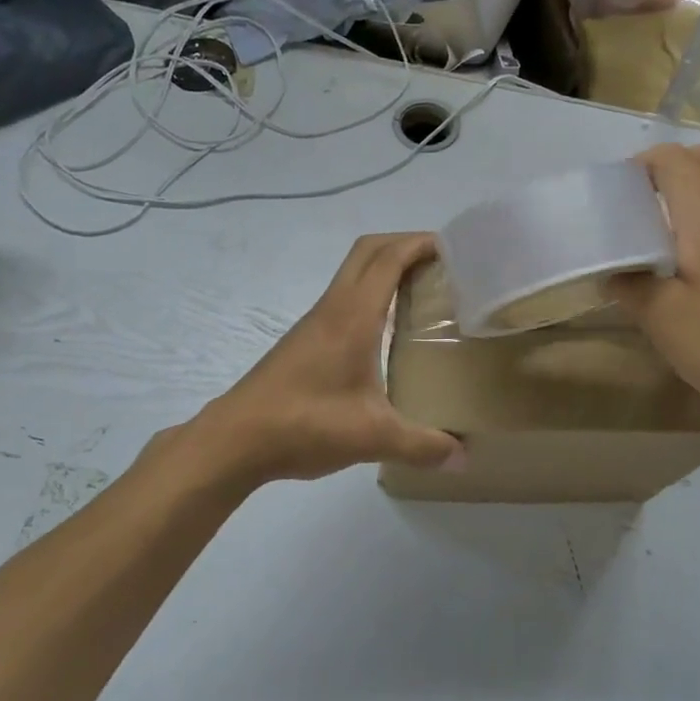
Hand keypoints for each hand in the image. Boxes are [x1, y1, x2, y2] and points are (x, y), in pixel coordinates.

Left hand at [199, 233, 463, 485]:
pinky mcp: (304, 341)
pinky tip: (386, 331)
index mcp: (353, 316)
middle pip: (368, 252)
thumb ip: (422, 445)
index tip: (454, 247)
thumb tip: (463, 457)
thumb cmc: (306, 424)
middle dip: (404, 245)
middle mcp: (333, 308)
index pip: (388, 258)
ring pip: (352, 274)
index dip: (420, 243)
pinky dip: (370, 295)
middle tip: (442, 264)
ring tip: (422, 293)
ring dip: (384, 269)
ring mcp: (314, 323)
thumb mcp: (373, 437)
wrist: (235, 439)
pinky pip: (344, 299)